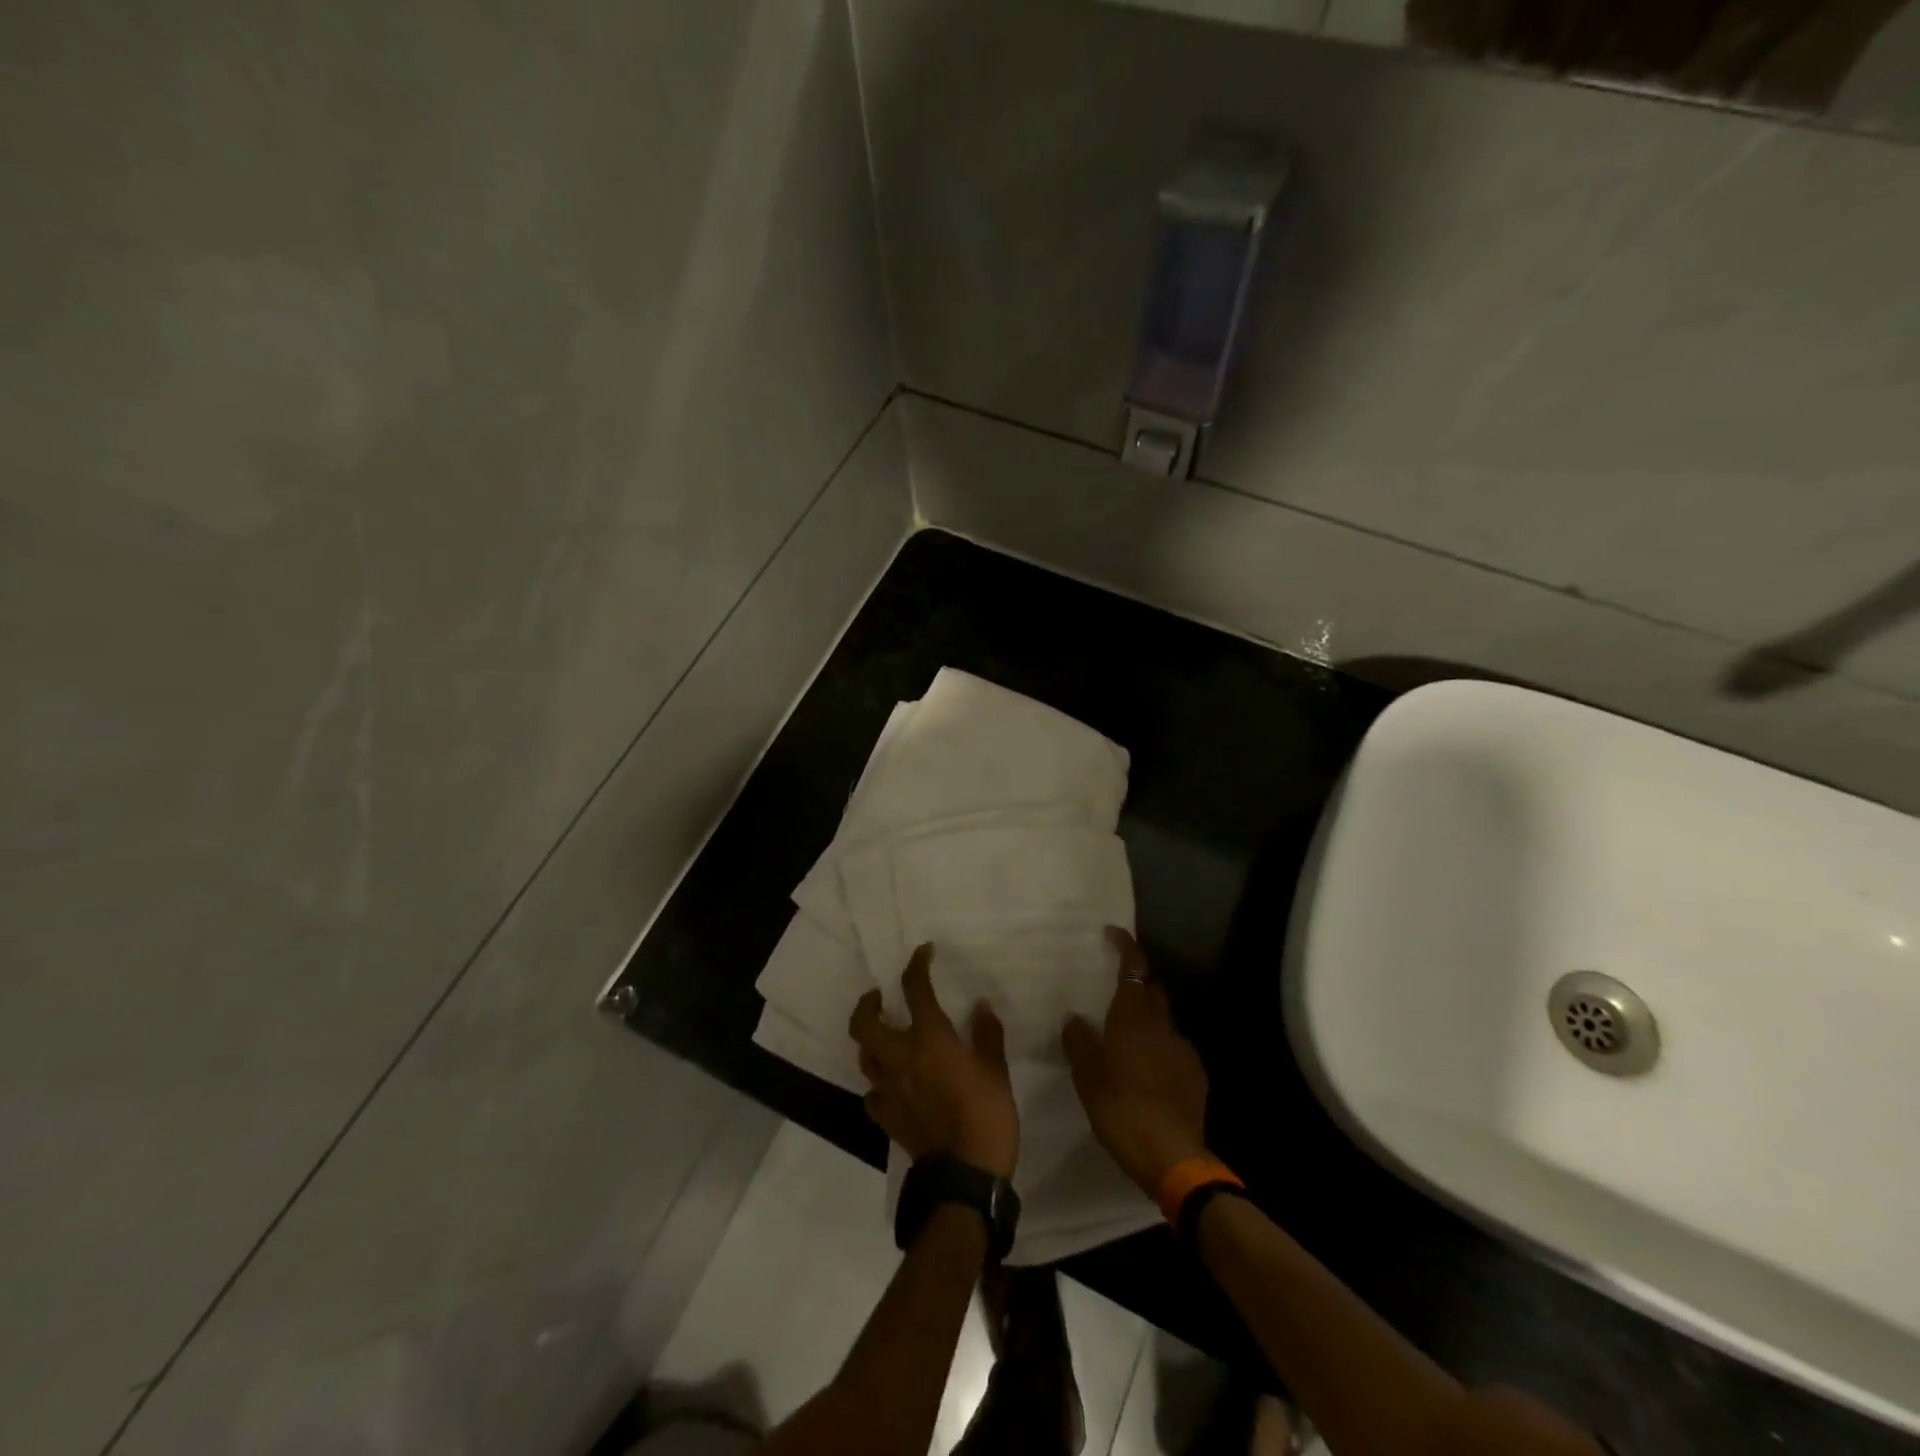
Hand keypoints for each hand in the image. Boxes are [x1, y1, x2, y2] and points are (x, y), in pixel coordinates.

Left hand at [850, 944, 1019, 1179]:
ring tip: (884, 1037)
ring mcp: (889, 1090)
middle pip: (864, 1024)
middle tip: (879, 997)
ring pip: (864, 1057)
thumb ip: (987, 1035)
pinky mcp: (886, 1118)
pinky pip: (872, 1094)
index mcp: (930, 1040)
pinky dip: (879, 1084)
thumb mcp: (997, 1071)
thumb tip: (981, 1007)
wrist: (965, 1177)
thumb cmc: (987, 1116)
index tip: (923, 952)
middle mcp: (901, 1058)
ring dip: (870, 1042)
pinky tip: (891, 1085)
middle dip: (867, 1004)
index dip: (917, 965)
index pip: (915, 990)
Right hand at [1062, 927, 1209, 1195]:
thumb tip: (1074, 1018)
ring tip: (1126, 1040)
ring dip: (1147, 1022)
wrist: (1171, 1155)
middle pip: (1152, 991)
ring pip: (1163, 1022)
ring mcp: (1184, 1050)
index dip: (1126, 946)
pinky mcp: (1196, 1076)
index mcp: (1134, 1016)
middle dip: (1136, 984)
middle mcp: (1162, 1024)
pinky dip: (1159, 1050)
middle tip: (1114, 992)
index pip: (1134, 967)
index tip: (1114, 932)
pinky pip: (1174, 1050)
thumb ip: (1079, 1041)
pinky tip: (1147, 1071)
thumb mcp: (1087, 1075)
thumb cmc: (1120, 1107)